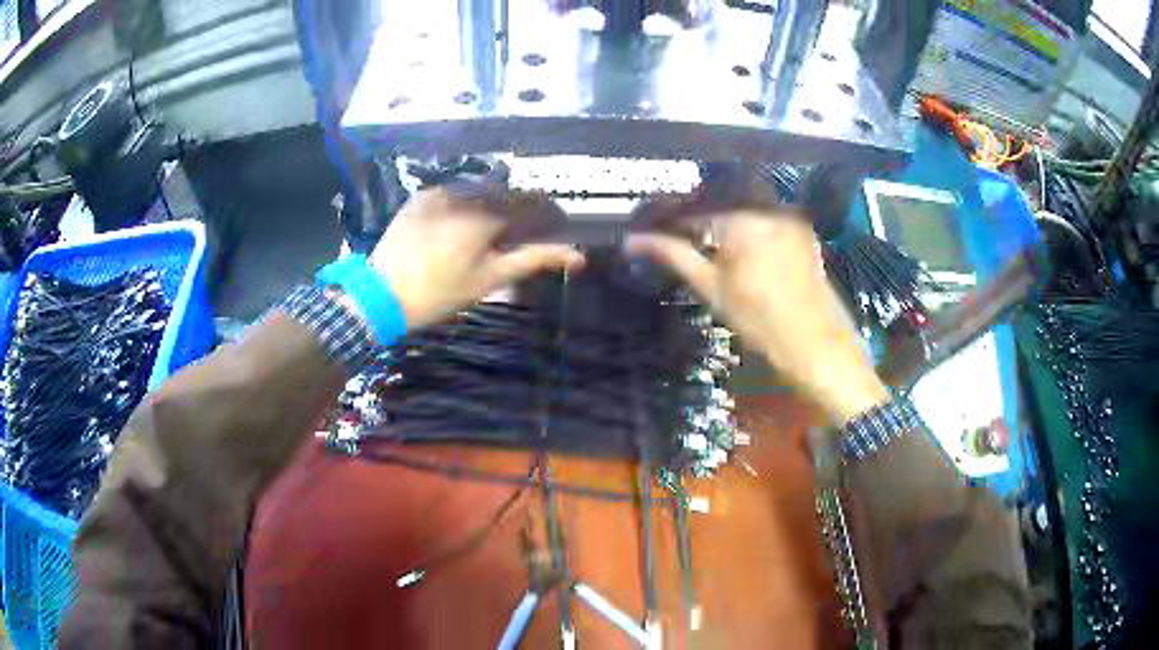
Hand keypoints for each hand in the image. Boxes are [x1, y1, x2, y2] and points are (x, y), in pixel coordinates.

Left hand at [370, 187, 583, 329]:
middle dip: (521, 210)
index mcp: (487, 212)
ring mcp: (440, 192)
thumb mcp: (491, 278)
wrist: (382, 294)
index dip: (548, 214)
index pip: (532, 203)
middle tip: (523, 234)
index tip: (556, 228)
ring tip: (493, 231)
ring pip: (480, 191)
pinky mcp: (420, 198)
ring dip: (494, 204)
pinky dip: (466, 204)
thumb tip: (577, 256)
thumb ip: (534, 259)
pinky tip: (462, 225)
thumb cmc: (441, 292)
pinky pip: (454, 194)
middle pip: (507, 194)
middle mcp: (466, 193)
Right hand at [626, 210, 887, 423]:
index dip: (668, 218)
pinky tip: (732, 244)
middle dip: (693, 213)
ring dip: (717, 218)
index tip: (648, 227)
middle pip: (718, 200)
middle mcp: (768, 206)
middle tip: (671, 232)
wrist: (819, 346)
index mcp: (743, 219)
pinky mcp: (801, 229)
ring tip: (699, 239)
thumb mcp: (712, 289)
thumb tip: (633, 241)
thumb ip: (674, 255)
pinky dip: (744, 224)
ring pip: (742, 206)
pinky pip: (763, 216)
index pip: (694, 208)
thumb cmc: (762, 324)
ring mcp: (789, 216)